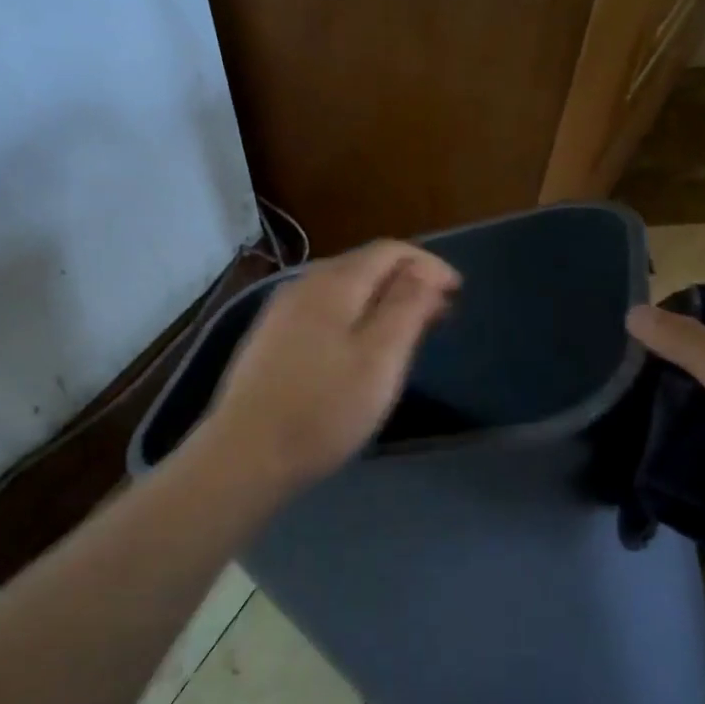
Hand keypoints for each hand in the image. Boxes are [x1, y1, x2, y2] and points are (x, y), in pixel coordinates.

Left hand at [198, 240, 460, 495]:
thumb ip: (406, 306)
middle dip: (407, 280)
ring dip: (381, 298)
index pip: (389, 250)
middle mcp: (304, 284)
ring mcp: (282, 310)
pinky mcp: (270, 336)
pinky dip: (354, 313)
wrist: (246, 453)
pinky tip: (360, 343)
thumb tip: (424, 270)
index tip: (458, 292)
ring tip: (408, 327)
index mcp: (334, 282)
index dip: (428, 264)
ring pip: (343, 287)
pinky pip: (323, 308)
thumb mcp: (380, 358)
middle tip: (440, 312)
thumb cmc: (324, 408)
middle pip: (364, 264)